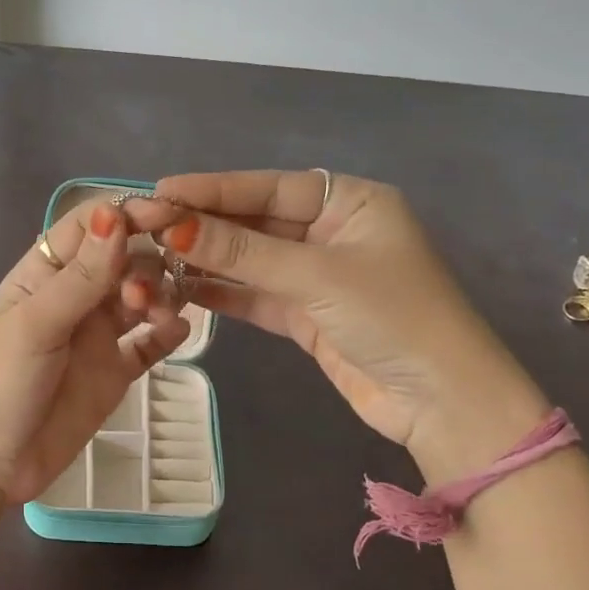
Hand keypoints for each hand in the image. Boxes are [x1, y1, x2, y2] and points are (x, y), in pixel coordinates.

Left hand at [0, 200, 189, 504]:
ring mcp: (98, 334)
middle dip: (147, 261)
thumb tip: (115, 214)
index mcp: (46, 274)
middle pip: (125, 258)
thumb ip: (81, 276)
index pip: (91, 226)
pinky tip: (178, 333)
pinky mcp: (117, 370)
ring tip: (156, 317)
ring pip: (144, 296)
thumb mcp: (36, 324)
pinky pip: (151, 343)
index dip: (127, 215)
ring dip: (160, 295)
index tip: (167, 216)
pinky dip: (168, 333)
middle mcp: (77, 296)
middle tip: (146, 293)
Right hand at [130, 171, 537, 457]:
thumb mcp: (317, 276)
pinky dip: (222, 293)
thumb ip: (243, 252)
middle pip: (256, 221)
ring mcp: (317, 275)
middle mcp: (332, 231)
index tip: (162, 189)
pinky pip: (255, 295)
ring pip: (251, 259)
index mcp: (350, 202)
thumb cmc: (394, 317)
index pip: (269, 186)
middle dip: (203, 224)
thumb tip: (174, 228)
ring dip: (207, 259)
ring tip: (152, 254)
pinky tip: (181, 287)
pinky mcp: (306, 315)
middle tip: (146, 223)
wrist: (442, 403)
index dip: (214, 188)